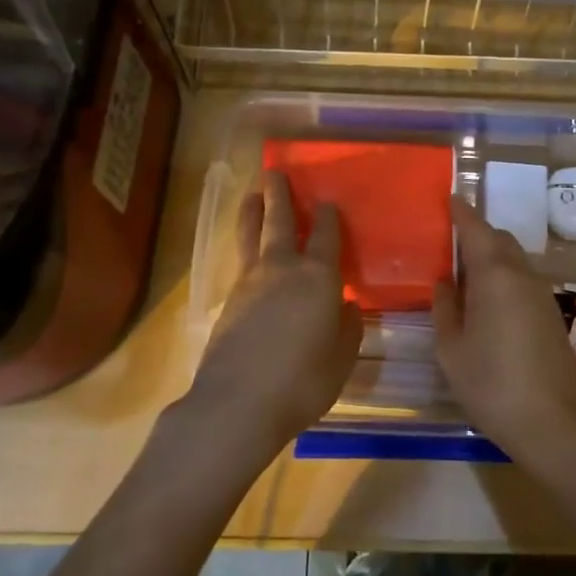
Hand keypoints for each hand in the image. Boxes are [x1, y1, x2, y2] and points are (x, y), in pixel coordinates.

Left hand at [184, 170, 360, 461]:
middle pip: (279, 221)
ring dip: (253, 212)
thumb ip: (347, 327)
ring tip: (252, 194)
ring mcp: (250, 282)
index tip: (328, 201)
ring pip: (251, 236)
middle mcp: (282, 269)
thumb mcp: (341, 358)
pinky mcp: (228, 301)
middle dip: (279, 195)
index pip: (326, 236)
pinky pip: (241, 261)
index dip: (328, 216)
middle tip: (274, 172)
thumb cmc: (302, 381)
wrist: (237, 403)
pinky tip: (248, 253)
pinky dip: (245, 246)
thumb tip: (345, 307)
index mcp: (318, 277)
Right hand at [433, 196, 575, 459]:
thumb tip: (445, 283)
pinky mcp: (551, 315)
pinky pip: (522, 281)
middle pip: (499, 240)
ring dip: (490, 259)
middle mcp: (522, 275)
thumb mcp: (452, 349)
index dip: (461, 212)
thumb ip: (445, 309)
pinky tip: (487, 305)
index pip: (476, 229)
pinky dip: (503, 279)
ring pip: (513, 261)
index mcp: (495, 275)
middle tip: (448, 246)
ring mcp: (541, 295)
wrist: (554, 424)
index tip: (450, 197)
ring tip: (463, 278)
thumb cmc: (492, 384)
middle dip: (476, 235)